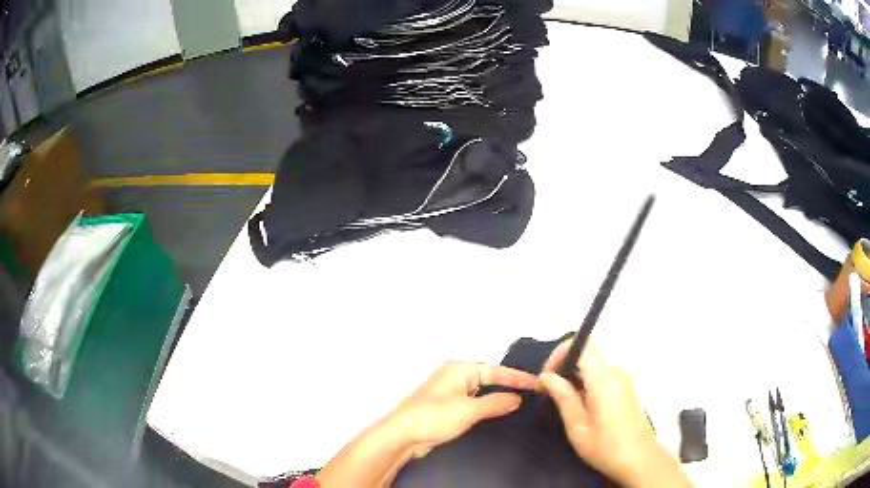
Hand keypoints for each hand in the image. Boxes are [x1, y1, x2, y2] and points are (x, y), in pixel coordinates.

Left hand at [316, 362, 537, 487]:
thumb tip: (516, 398)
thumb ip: (495, 403)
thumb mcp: (469, 410)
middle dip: (507, 385)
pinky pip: (471, 403)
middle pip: (487, 378)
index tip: (537, 383)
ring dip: (495, 398)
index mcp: (458, 369)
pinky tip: (494, 414)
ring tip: (518, 402)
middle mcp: (453, 377)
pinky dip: (484, 407)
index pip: (495, 370)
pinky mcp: (445, 407)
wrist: (403, 435)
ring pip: (479, 392)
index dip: (517, 378)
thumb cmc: (433, 416)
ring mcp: (448, 392)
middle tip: (530, 392)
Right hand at [540, 339, 690, 487]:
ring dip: (575, 373)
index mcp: (604, 379)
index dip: (560, 353)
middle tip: (549, 388)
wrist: (639, 459)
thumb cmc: (606, 447)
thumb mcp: (577, 426)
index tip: (546, 377)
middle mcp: (616, 372)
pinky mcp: (626, 388)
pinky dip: (586, 380)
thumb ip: (563, 396)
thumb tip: (547, 376)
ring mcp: (623, 379)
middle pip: (588, 351)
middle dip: (565, 363)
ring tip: (560, 399)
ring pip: (595, 362)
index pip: (581, 345)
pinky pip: (602, 374)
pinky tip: (579, 404)